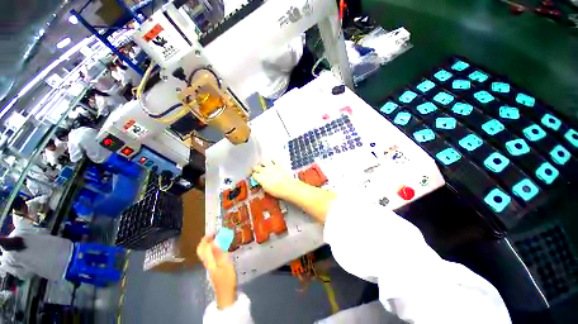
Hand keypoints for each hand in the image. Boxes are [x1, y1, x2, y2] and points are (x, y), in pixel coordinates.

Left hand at [197, 234, 236, 308]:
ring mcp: (210, 264)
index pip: (203, 247)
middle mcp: (207, 261)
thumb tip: (214, 243)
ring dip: (210, 243)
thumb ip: (219, 254)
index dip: (207, 238)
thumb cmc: (227, 279)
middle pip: (202, 249)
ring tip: (220, 237)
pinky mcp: (214, 266)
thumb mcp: (225, 265)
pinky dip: (214, 247)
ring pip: (206, 251)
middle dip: (206, 240)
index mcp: (209, 260)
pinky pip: (211, 254)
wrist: (226, 293)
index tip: (215, 231)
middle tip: (215, 233)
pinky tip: (222, 246)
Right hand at [252, 160, 299, 199]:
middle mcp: (264, 170)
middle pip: (256, 167)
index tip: (255, 178)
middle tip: (258, 171)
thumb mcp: (267, 190)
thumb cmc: (277, 191)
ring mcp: (271, 166)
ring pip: (263, 161)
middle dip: (256, 169)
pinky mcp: (278, 164)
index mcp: (260, 178)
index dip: (254, 176)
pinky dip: (272, 161)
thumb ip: (262, 184)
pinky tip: (272, 162)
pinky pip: (273, 160)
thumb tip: (261, 182)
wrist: (288, 187)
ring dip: (263, 163)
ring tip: (264, 165)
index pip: (254, 175)